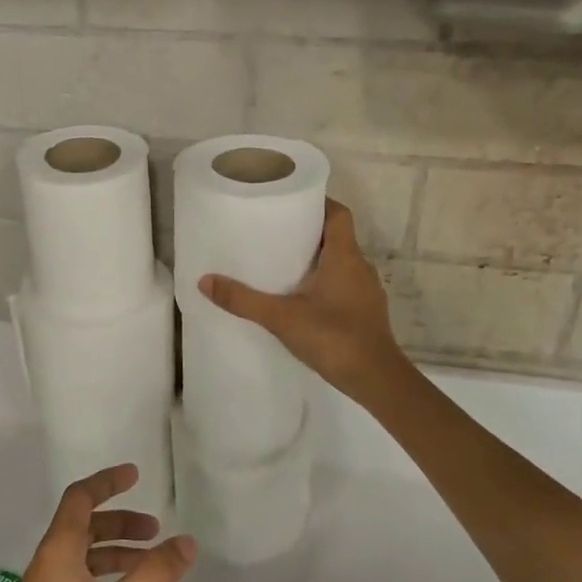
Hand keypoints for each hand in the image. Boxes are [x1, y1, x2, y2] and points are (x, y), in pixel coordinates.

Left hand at [0, 465, 194, 581]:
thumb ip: (153, 574)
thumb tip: (188, 541)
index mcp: (59, 549)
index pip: (80, 497)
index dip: (107, 482)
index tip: (135, 475)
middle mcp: (50, 562)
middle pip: (85, 524)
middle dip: (121, 520)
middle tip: (156, 530)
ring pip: (86, 554)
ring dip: (118, 550)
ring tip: (152, 563)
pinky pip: (84, 578)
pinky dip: (109, 574)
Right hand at [199, 198, 411, 405]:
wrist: (376, 380)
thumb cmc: (334, 338)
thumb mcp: (281, 318)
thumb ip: (243, 300)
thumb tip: (205, 281)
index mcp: (345, 256)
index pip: (338, 214)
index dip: (318, 202)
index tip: (291, 200)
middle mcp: (360, 266)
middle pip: (336, 236)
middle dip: (308, 231)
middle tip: (275, 231)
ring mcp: (366, 290)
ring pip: (341, 262)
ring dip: (316, 259)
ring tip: (282, 262)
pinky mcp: (365, 312)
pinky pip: (344, 284)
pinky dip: (324, 282)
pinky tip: (301, 297)